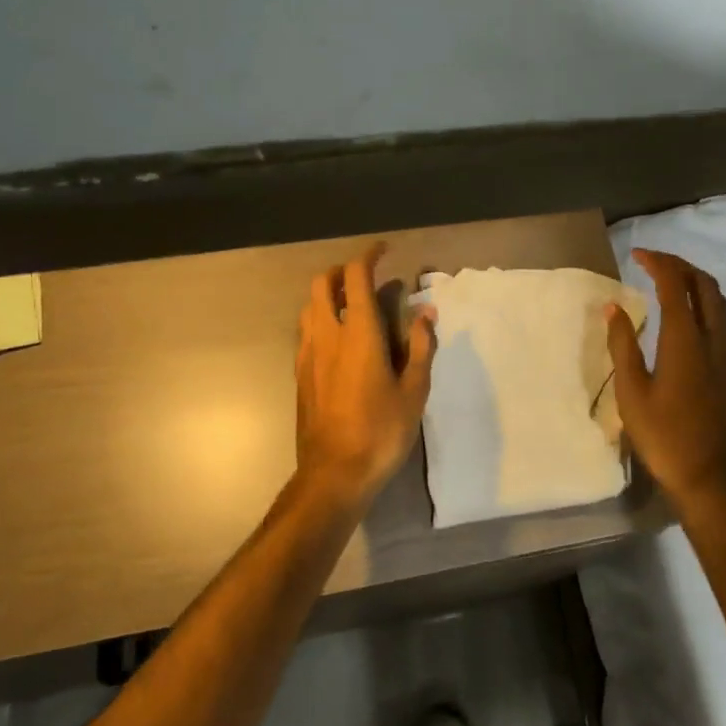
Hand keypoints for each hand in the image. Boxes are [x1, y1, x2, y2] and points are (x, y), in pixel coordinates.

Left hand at [295, 243, 436, 508]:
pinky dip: (320, 320)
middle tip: (366, 278)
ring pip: (309, 306)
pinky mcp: (299, 374)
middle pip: (322, 283)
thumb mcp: (414, 389)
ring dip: (328, 295)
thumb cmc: (381, 430)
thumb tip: (426, 312)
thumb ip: (421, 346)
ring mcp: (307, 354)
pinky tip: (340, 341)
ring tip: (353, 306)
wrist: (334, 474)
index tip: (384, 250)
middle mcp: (327, 334)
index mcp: (357, 332)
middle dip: (342, 271)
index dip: (368, 255)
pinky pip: (306, 331)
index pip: (355, 276)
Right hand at [606, 248, 725, 520]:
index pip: (675, 285)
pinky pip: (724, 321)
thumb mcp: (632, 393)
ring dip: (696, 282)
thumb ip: (623, 345)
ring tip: (671, 282)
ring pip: (720, 302)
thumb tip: (613, 307)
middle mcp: (714, 339)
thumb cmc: (664, 437)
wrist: (711, 481)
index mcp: (686, 340)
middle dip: (681, 265)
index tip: (638, 254)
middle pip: (705, 285)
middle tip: (654, 262)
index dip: (658, 263)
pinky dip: (706, 303)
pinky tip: (690, 317)